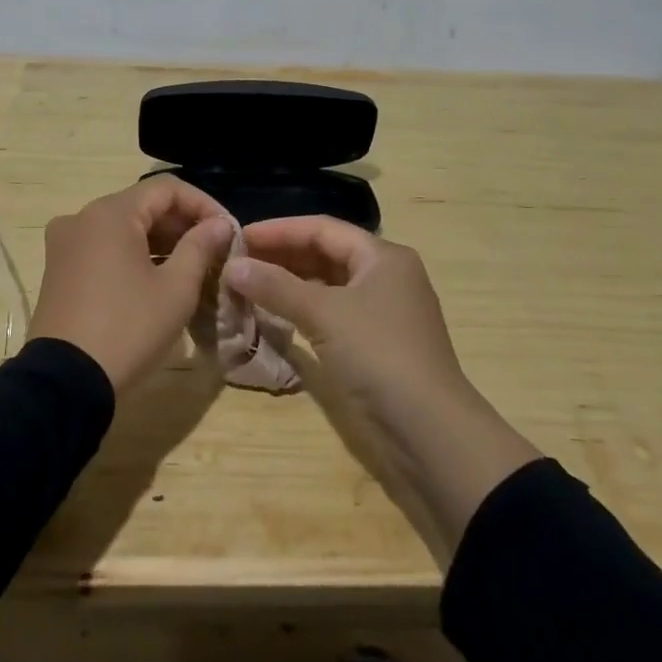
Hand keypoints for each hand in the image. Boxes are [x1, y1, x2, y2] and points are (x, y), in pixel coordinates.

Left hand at [29, 177, 234, 393]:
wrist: (65, 383)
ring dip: (160, 240)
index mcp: (110, 213)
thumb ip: (200, 247)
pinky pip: (103, 247)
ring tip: (193, 266)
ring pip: (123, 227)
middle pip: (142, 205)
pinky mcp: (58, 269)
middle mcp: (82, 217)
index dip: (203, 204)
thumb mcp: (175, 289)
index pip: (166, 189)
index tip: (228, 231)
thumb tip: (219, 224)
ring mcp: (65, 243)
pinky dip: (133, 254)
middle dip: (182, 223)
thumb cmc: (128, 329)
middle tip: (215, 251)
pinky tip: (157, 277)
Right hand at [226, 216, 540, 552]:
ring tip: (247, 286)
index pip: (322, 229)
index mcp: (382, 257)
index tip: (238, 236)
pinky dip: (301, 310)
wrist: (430, 432)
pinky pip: (330, 313)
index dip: (279, 230)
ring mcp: (381, 313)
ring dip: (288, 284)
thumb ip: (275, 286)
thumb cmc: (378, 354)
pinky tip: (273, 315)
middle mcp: (385, 277)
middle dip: (281, 256)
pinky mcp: (374, 345)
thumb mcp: (323, 314)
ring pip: (326, 285)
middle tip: (237, 262)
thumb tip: (232, 266)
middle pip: (325, 254)